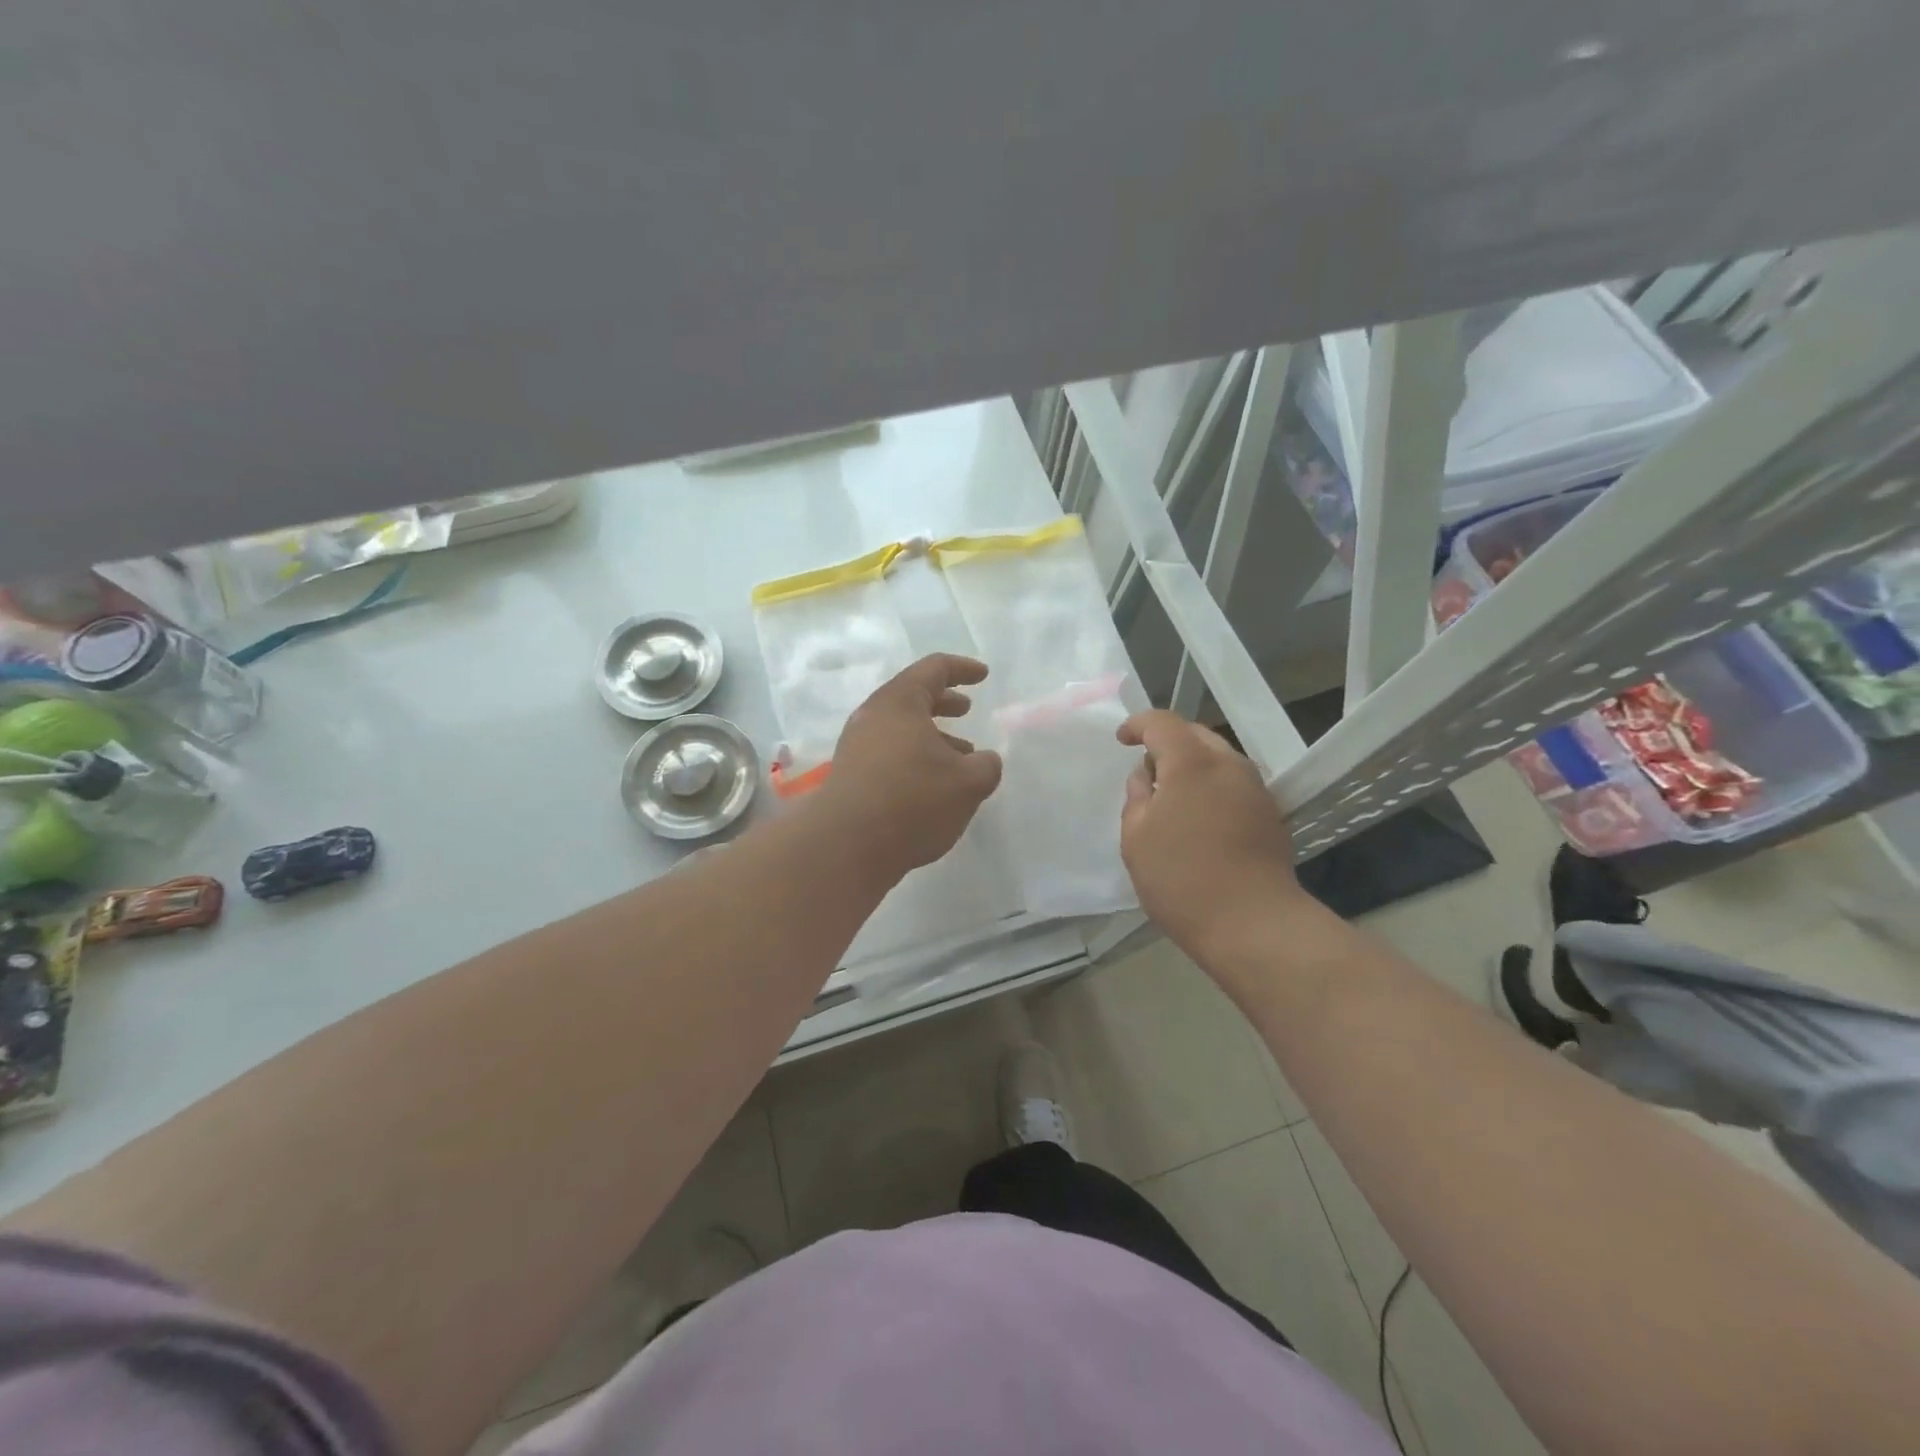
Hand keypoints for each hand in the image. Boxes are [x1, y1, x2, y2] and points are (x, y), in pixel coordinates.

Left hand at [818, 654, 1003, 879]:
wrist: (847, 845)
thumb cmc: (913, 800)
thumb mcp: (968, 783)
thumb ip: (986, 766)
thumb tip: (984, 761)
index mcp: (899, 702)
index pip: (933, 669)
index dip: (962, 669)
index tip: (983, 675)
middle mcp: (873, 717)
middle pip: (912, 697)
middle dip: (943, 702)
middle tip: (966, 709)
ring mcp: (857, 747)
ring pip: (900, 729)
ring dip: (932, 736)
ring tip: (961, 756)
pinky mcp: (851, 775)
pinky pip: (889, 753)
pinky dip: (915, 757)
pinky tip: (934, 784)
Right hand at [1117, 710, 1305, 959]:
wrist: (1253, 923)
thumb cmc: (1181, 878)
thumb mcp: (1137, 837)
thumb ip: (1137, 797)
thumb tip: (1146, 776)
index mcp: (1191, 763)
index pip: (1162, 722)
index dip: (1138, 724)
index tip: (1122, 740)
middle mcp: (1229, 764)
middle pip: (1195, 735)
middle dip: (1168, 742)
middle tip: (1146, 770)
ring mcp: (1255, 789)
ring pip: (1218, 759)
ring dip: (1192, 766)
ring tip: (1172, 797)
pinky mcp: (1270, 814)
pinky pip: (1233, 783)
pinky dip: (1211, 786)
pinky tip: (1199, 817)